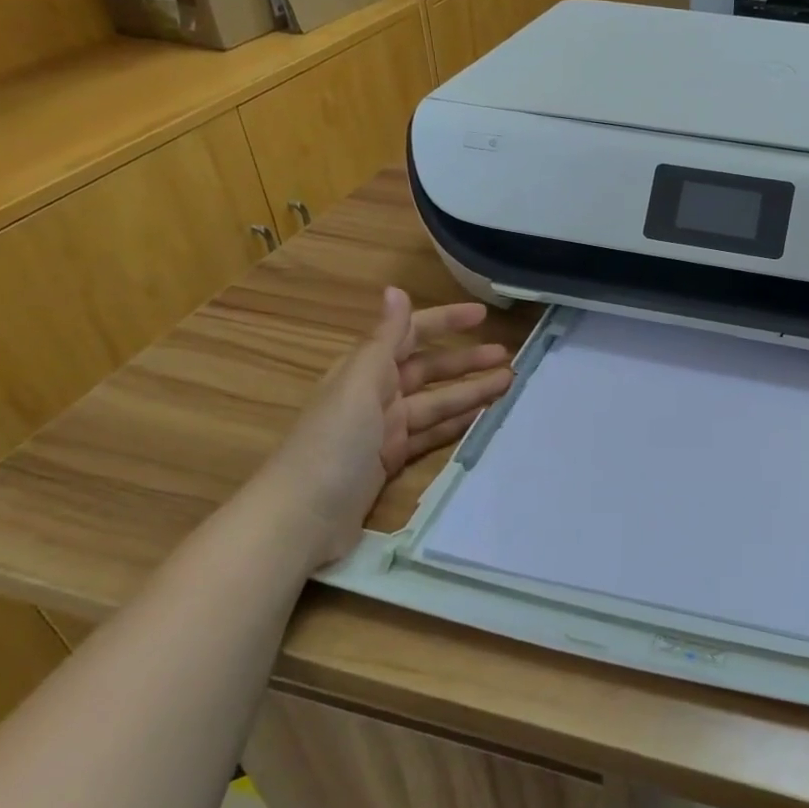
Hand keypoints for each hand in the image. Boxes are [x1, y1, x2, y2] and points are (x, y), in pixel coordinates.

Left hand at [258, 288, 511, 568]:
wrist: (301, 518)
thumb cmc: (332, 443)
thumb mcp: (358, 385)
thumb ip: (384, 339)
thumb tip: (396, 290)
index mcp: (364, 370)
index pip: (410, 335)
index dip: (445, 322)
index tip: (483, 315)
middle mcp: (374, 395)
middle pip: (428, 370)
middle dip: (466, 360)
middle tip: (507, 357)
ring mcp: (383, 431)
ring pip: (436, 403)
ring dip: (469, 392)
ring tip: (507, 385)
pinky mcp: (390, 462)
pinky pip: (431, 435)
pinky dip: (456, 425)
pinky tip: (482, 418)